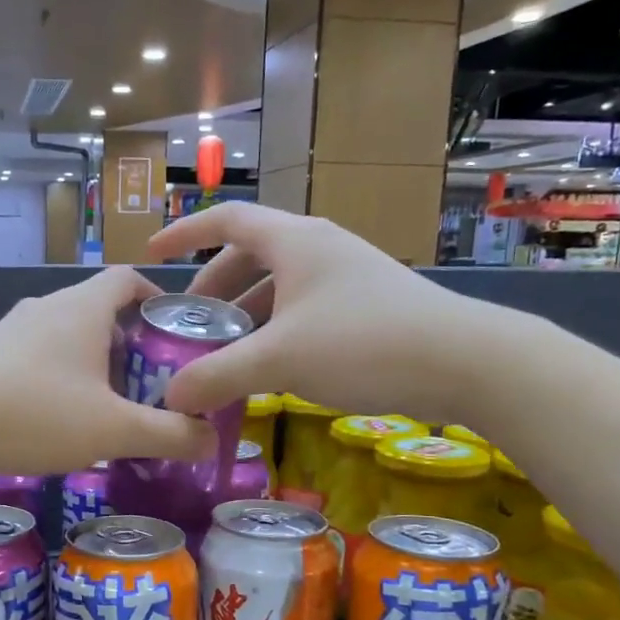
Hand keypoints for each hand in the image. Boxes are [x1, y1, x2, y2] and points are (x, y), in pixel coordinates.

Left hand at [0, 267, 217, 475]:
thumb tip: (211, 441)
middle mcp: (47, 307)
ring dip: (90, 362)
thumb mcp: (113, 429)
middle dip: (128, 342)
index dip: (155, 296)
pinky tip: (57, 416)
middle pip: (99, 310)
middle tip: (149, 381)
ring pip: (65, 335)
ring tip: (107, 403)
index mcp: (83, 307)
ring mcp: (12, 329)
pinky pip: (35, 356)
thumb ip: (168, 434)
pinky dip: (57, 376)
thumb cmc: (37, 411)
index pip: (128, 278)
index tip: (173, 328)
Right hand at [143, 206, 523, 422]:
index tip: (152, 256)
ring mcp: (346, 276)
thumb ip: (218, 376)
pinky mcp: (366, 305)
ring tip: (224, 352)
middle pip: (249, 256)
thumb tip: (170, 398)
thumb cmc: (364, 342)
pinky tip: (270, 367)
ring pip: (278, 286)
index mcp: (294, 241)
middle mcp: (318, 248)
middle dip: (213, 289)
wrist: (467, 362)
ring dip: (245, 314)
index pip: (226, 220)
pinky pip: (302, 308)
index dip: (185, 234)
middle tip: (191, 325)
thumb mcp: (280, 360)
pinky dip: (275, 330)